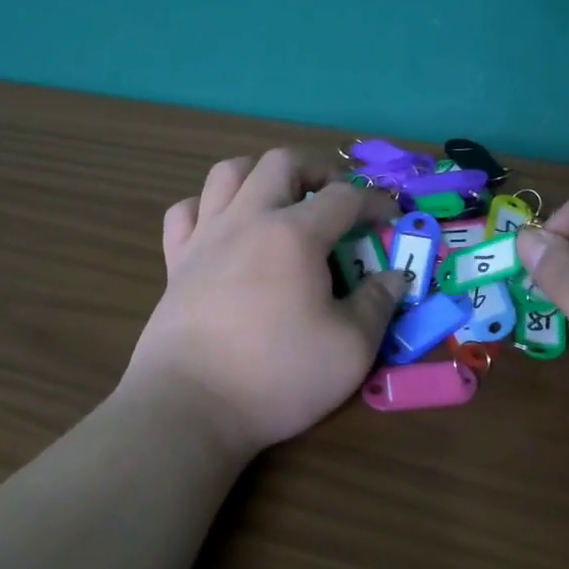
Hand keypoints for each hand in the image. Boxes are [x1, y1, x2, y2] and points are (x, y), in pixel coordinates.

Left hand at [122, 148, 408, 457]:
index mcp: (294, 234)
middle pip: (281, 162)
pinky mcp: (175, 262)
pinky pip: (185, 211)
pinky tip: (223, 229)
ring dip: (260, 175)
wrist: (189, 406)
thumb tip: (393, 277)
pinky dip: (207, 207)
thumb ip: (378, 304)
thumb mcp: (351, 348)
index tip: (390, 220)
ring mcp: (205, 237)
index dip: (375, 202)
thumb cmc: (277, 376)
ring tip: (280, 201)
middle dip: (316, 169)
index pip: (344, 196)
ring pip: (227, 173)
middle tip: (334, 199)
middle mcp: (247, 220)